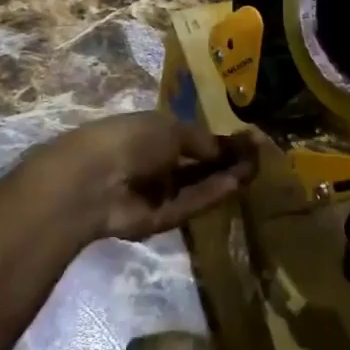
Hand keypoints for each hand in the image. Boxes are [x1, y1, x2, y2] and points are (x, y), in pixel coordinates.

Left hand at [20, 112, 257, 243]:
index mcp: (149, 134)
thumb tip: (226, 147)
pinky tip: (237, 183)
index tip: (247, 138)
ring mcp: (155, 193)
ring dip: (223, 177)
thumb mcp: (170, 129)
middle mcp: (153, 163)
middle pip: (196, 164)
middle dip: (225, 159)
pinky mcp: (159, 220)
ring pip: (196, 186)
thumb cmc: (129, 139)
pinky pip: (189, 205)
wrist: (92, 180)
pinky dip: (212, 194)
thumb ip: (201, 139)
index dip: (216, 139)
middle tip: (257, 155)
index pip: (189, 138)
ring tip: (255, 168)